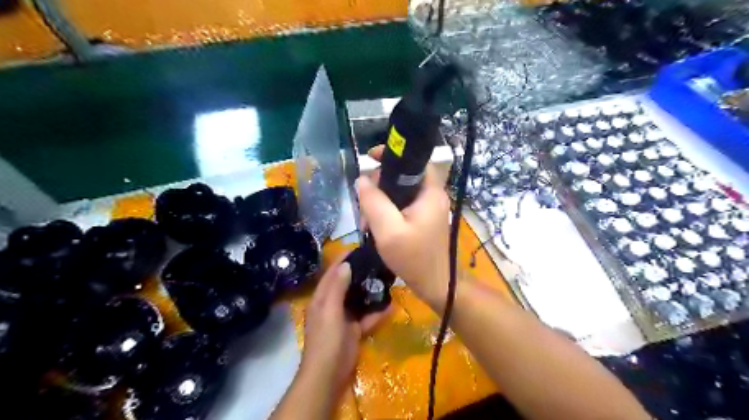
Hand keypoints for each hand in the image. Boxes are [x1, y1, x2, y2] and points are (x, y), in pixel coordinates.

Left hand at [300, 259, 388, 393]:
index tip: (356, 248)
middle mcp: (331, 305)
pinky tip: (391, 306)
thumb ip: (337, 287)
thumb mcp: (330, 310)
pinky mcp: (354, 330)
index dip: (341, 260)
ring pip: (358, 300)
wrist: (329, 374)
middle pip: (346, 284)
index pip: (331, 274)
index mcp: (321, 298)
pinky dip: (376, 313)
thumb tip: (345, 264)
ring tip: (386, 279)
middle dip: (359, 274)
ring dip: (370, 292)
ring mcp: (343, 318)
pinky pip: (366, 317)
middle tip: (376, 262)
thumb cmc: (327, 339)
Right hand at [357, 146, 449, 310]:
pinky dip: (387, 213)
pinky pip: (401, 207)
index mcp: (430, 192)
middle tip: (364, 205)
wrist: (435, 285)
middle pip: (403, 177)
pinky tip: (376, 228)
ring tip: (367, 222)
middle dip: (379, 187)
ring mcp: (428, 209)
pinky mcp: (423, 220)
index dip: (393, 155)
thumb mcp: (388, 230)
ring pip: (399, 193)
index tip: (370, 158)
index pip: (415, 160)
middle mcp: (432, 196)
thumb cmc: (414, 258)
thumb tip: (362, 179)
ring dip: (380, 203)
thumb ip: (374, 202)